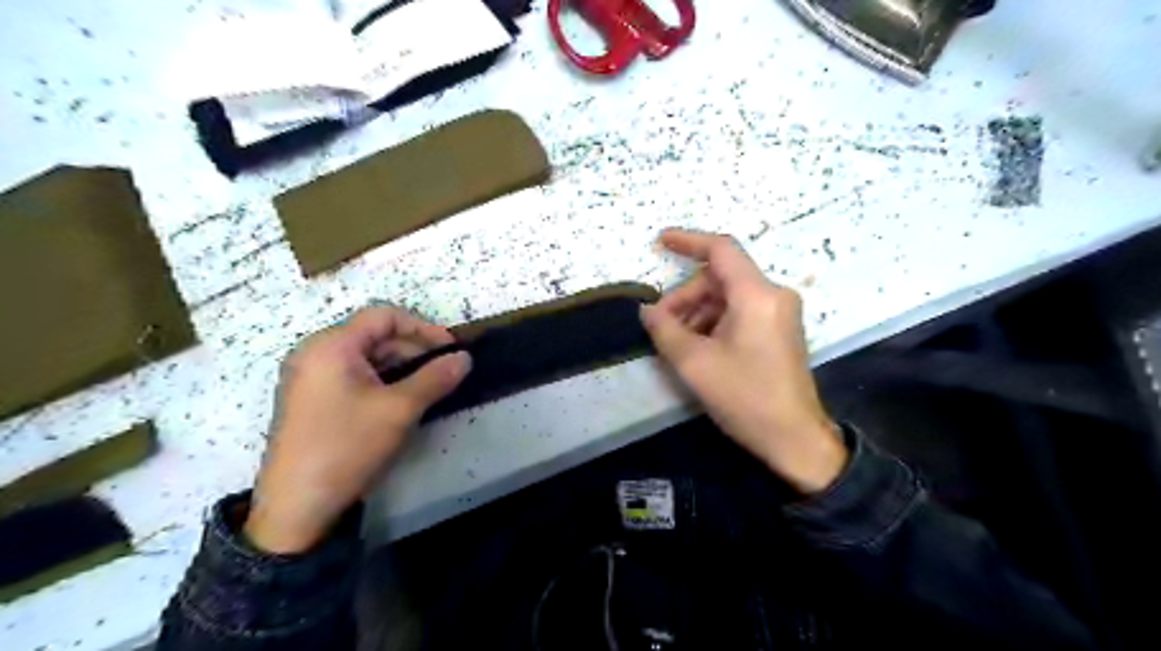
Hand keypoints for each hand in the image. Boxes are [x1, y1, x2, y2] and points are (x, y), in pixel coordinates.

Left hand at [244, 307, 469, 552]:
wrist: (296, 507)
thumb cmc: (347, 446)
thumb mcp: (399, 410)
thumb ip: (436, 378)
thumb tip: (465, 358)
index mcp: (331, 346)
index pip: (384, 316)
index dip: (423, 327)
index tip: (450, 349)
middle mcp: (315, 353)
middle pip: (373, 335)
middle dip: (413, 349)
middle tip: (443, 372)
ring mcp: (309, 377)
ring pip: (365, 357)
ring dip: (400, 367)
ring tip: (427, 388)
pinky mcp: (310, 400)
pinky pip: (352, 376)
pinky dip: (381, 381)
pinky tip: (399, 401)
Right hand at [639, 228, 849, 491]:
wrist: (793, 438)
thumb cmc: (745, 397)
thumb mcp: (694, 363)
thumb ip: (665, 329)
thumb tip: (647, 310)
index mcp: (757, 295)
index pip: (721, 250)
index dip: (688, 241)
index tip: (660, 242)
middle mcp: (773, 295)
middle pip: (719, 278)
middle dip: (686, 296)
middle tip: (661, 324)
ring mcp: (779, 312)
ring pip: (728, 296)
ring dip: (698, 312)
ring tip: (676, 342)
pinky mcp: (779, 329)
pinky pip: (740, 312)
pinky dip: (715, 322)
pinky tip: (698, 347)